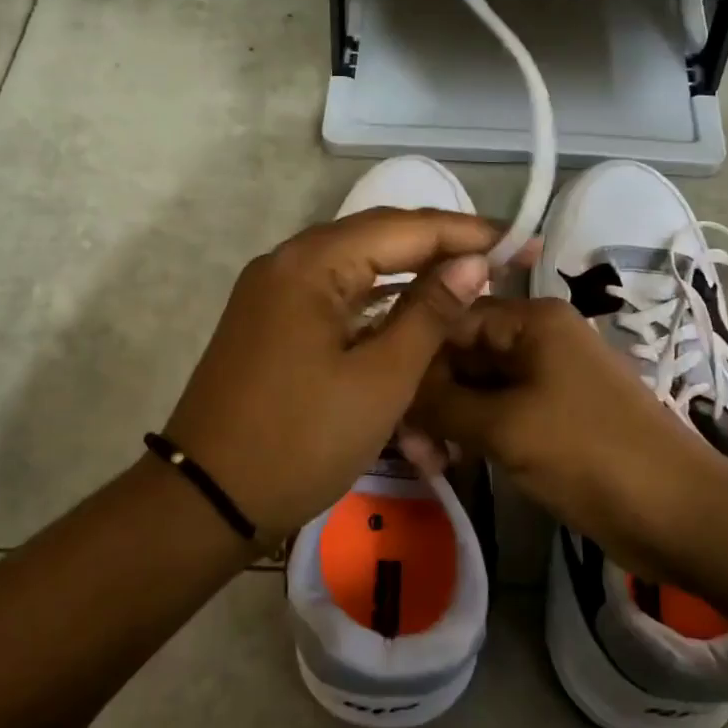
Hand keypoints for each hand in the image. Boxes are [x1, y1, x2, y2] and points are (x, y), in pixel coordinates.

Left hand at [162, 209, 504, 543]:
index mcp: (311, 263)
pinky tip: (413, 315)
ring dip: (410, 277)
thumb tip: (470, 263)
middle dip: (441, 249)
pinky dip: (377, 305)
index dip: (466, 232)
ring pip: (356, 269)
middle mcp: (287, 262)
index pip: (403, 227)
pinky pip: (334, 298)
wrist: (208, 500)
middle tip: (500, 261)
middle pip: (378, 238)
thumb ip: (429, 313)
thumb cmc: (301, 440)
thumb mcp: (381, 379)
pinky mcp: (271, 323)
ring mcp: (273, 293)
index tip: (520, 242)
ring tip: (467, 284)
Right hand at [409, 297, 727, 571]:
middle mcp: (538, 339)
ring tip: (428, 464)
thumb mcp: (505, 427)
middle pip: (462, 355)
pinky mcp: (550, 417)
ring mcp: (546, 379)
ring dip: (447, 422)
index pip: (451, 319)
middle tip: (407, 448)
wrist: (677, 513)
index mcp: (532, 321)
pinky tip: (448, 464)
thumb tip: (393, 389)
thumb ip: (441, 403)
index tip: (383, 397)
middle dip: (430, 398)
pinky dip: (471, 435)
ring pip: (476, 389)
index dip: (414, 355)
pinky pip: (497, 414)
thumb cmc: (589, 455)